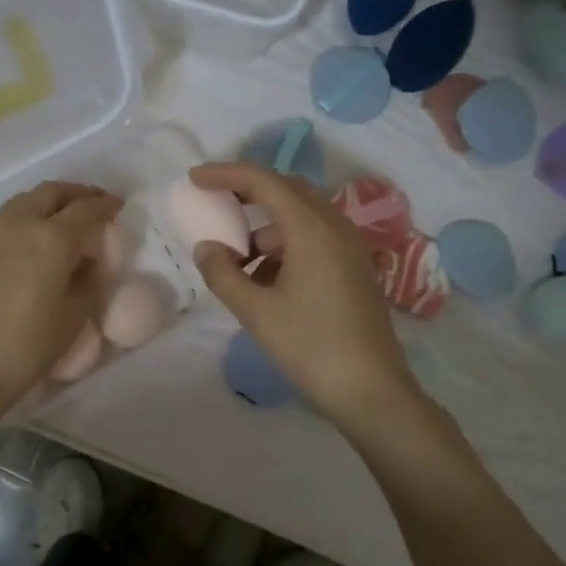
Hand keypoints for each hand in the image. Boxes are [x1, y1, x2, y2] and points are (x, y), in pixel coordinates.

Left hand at [0, 181, 123, 421]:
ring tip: (62, 218)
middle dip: (76, 194)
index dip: (105, 205)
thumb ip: (88, 280)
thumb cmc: (27, 347)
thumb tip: (88, 261)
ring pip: (23, 202)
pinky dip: (24, 218)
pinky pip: (3, 220)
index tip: (118, 206)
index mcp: (51, 238)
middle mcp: (18, 224)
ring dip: (47, 202)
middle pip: (51, 193)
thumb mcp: (74, 316)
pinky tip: (29, 239)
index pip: (86, 209)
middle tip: (92, 203)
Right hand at [191, 162, 419, 426]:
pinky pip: (313, 241)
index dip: (226, 174)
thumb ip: (223, 274)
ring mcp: (349, 249)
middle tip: (215, 206)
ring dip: (265, 229)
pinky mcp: (354, 270)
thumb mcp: (256, 312)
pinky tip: (265, 282)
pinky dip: (284, 248)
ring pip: (300, 219)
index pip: (264, 181)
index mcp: (312, 229)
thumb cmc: (310, 347)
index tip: (195, 178)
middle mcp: (335, 228)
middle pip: (287, 191)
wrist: (371, 391)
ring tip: (236, 262)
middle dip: (248, 194)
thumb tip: (207, 248)